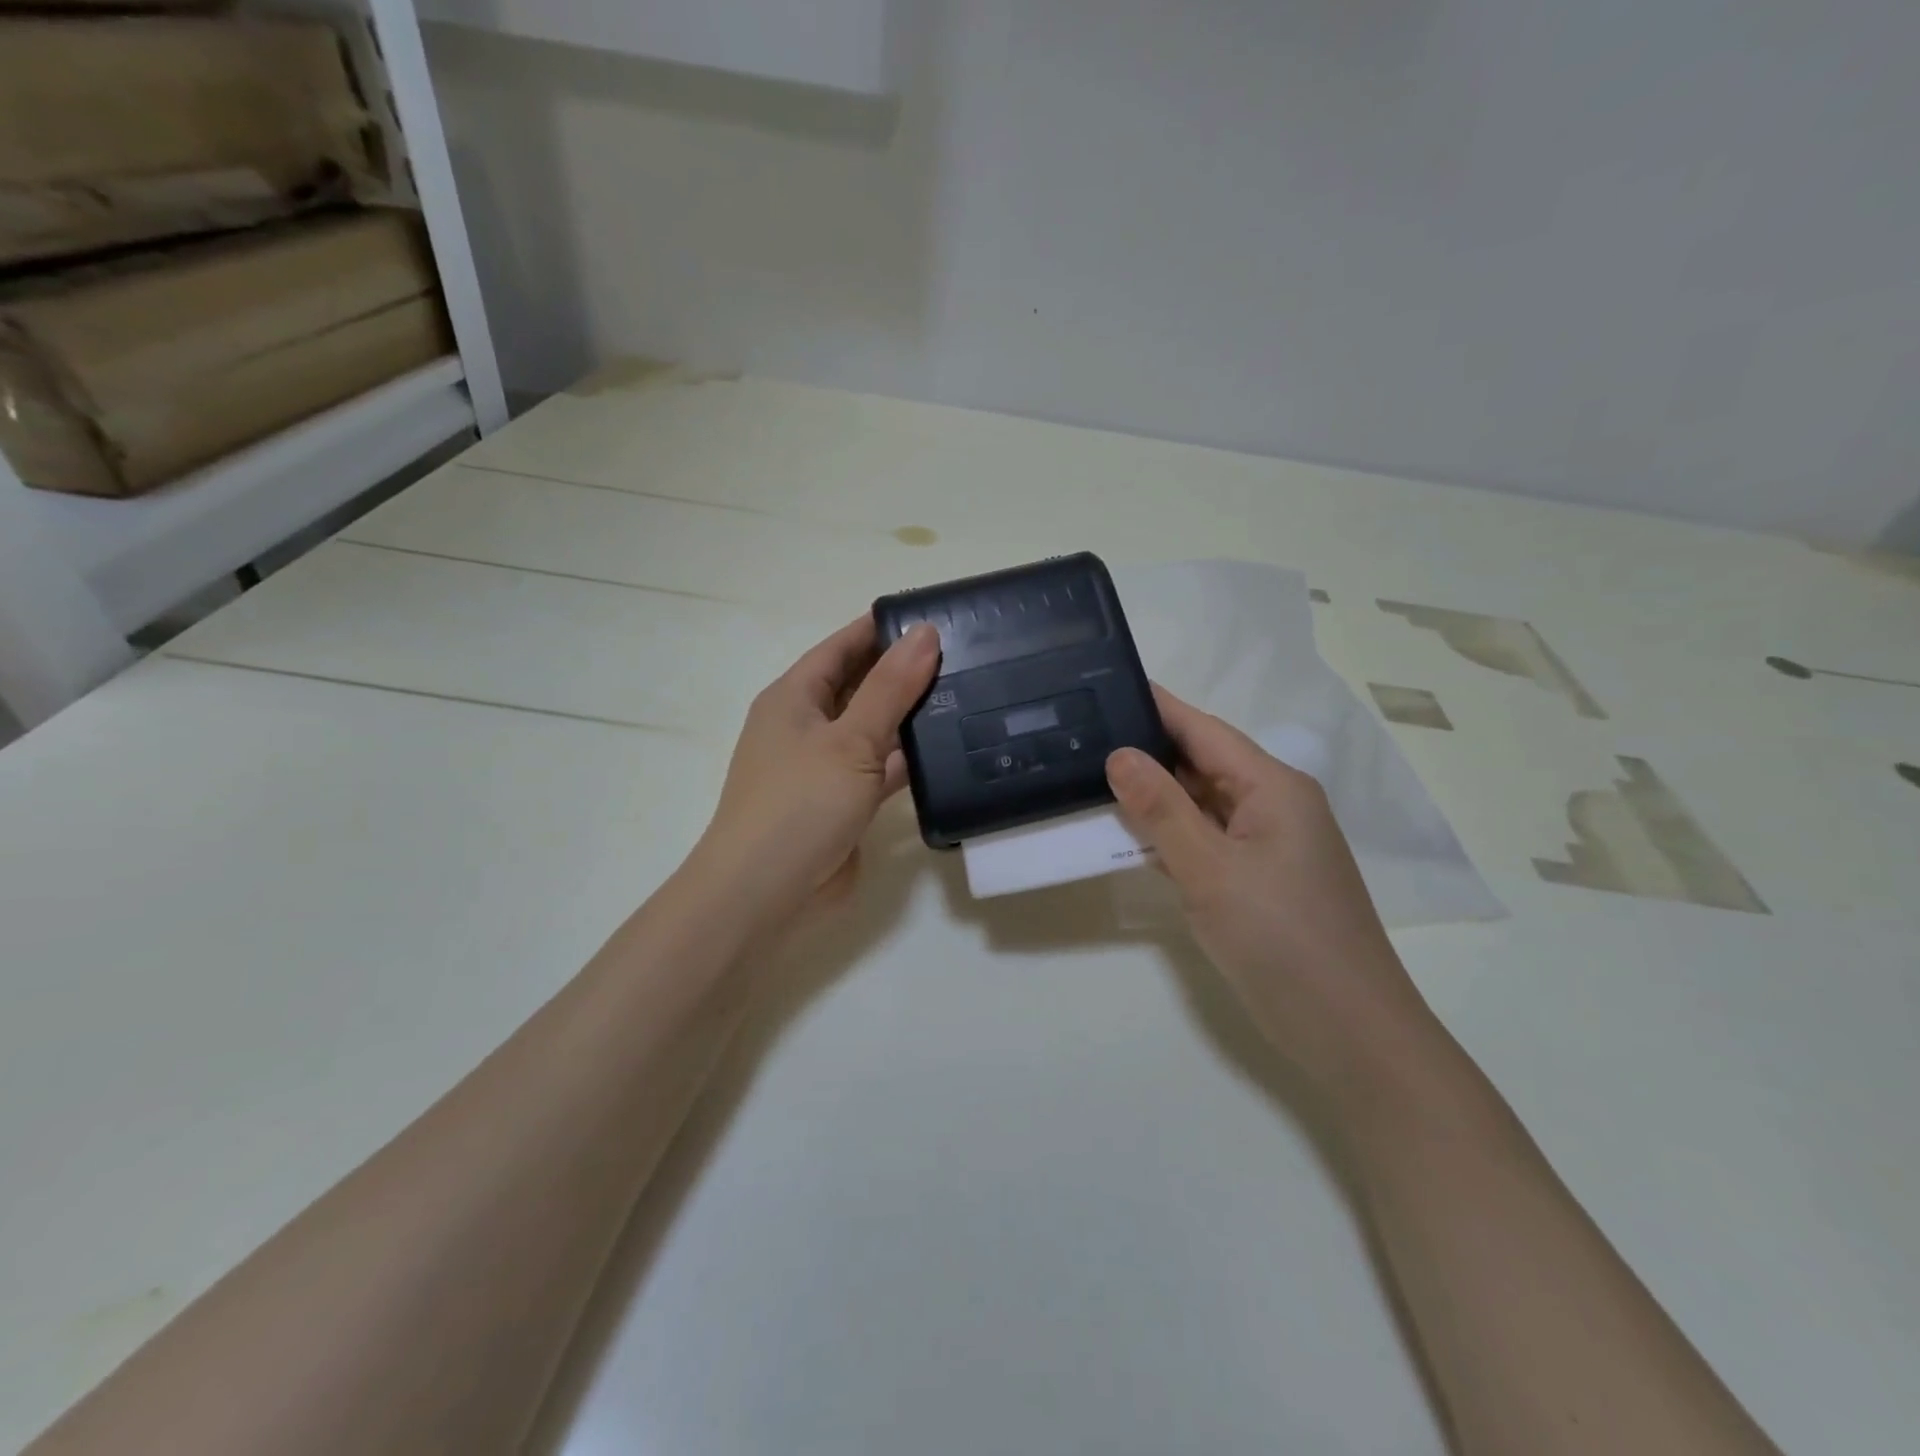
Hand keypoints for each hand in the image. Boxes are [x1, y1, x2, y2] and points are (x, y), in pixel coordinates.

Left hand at [696, 616, 940, 927]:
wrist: (765, 893)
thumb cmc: (799, 804)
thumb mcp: (850, 740)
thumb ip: (891, 688)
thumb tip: (925, 632)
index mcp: (794, 697)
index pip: (842, 646)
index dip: (882, 629)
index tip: (933, 616)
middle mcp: (807, 725)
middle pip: (860, 685)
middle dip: (904, 670)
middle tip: (964, 654)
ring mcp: (825, 766)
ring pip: (874, 728)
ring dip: (911, 716)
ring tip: (968, 694)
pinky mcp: (844, 801)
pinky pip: (881, 768)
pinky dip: (909, 760)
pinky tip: (951, 750)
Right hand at [1105, 686, 1433, 1097]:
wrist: (1349, 1032)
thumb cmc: (1282, 940)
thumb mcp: (1211, 870)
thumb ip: (1162, 810)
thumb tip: (1119, 755)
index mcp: (1273, 787)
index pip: (1204, 730)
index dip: (1157, 707)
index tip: (1106, 683)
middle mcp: (1274, 806)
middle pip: (1203, 763)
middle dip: (1147, 751)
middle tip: (1084, 736)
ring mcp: (1269, 845)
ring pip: (1202, 804)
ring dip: (1156, 796)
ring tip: (1092, 777)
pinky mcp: (1260, 880)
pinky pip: (1207, 840)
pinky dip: (1171, 834)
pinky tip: (1130, 834)